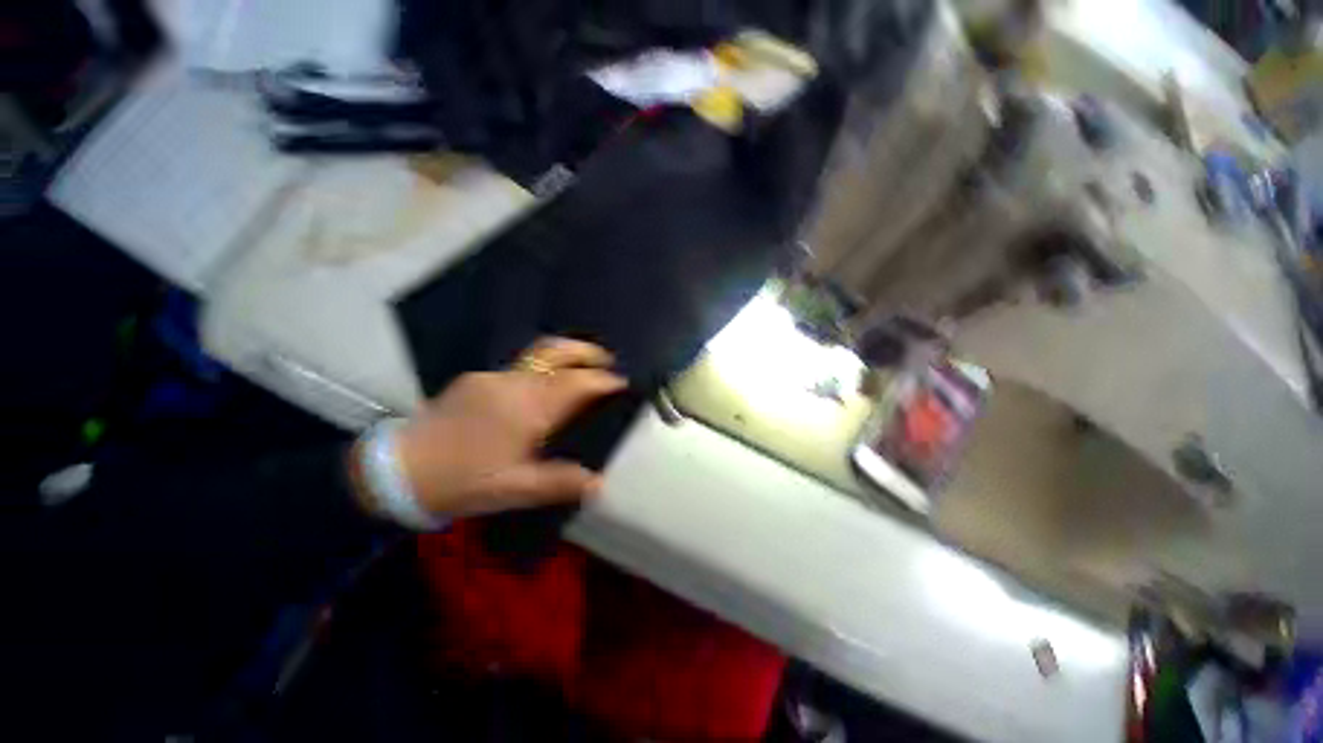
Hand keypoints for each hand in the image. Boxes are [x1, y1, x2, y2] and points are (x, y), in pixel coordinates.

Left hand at [369, 338, 626, 519]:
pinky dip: (543, 368)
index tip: (622, 382)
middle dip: (587, 351)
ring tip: (582, 365)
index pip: (576, 383)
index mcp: (528, 409)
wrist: (397, 470)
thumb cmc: (462, 481)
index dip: (603, 380)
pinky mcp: (476, 379)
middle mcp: (514, 384)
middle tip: (607, 359)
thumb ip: (559, 483)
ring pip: (539, 354)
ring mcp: (493, 377)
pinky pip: (520, 366)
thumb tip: (599, 482)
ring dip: (566, 355)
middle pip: (556, 352)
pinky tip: (543, 386)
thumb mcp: (514, 489)